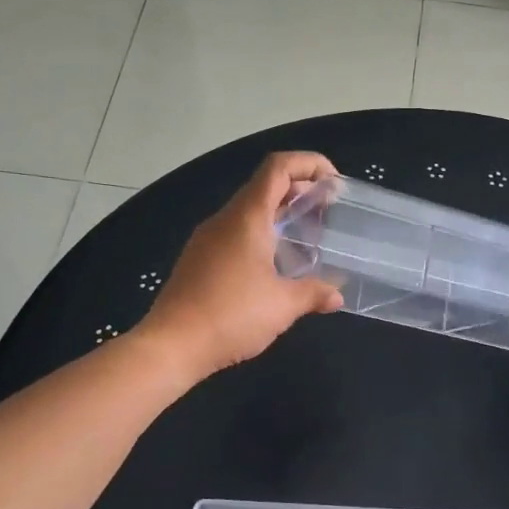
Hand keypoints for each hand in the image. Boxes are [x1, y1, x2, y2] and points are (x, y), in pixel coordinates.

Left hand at [139, 152, 344, 378]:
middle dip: (300, 192)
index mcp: (247, 217)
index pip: (278, 168)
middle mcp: (225, 219)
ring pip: (250, 211)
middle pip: (265, 186)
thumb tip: (336, 295)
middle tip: (328, 212)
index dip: (309, 163)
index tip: (334, 182)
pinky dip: (263, 235)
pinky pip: (236, 233)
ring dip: (281, 216)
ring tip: (307, 239)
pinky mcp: (199, 259)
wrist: (172, 345)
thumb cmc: (231, 316)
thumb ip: (314, 293)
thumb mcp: (282, 305)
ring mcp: (208, 239)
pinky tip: (276, 266)